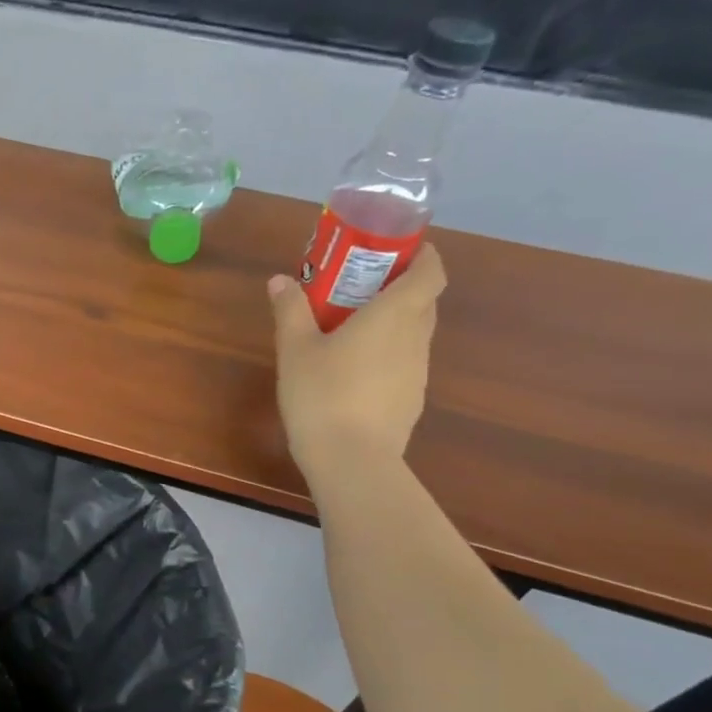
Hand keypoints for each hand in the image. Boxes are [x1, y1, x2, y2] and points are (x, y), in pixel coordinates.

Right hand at [269, 243, 445, 486]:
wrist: (351, 459)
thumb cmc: (323, 394)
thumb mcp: (295, 349)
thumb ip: (290, 311)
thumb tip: (280, 281)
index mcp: (395, 315)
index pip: (431, 272)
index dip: (423, 256)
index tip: (399, 251)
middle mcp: (416, 338)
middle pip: (424, 301)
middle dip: (400, 287)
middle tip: (361, 287)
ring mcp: (418, 372)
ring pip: (413, 334)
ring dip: (392, 324)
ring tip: (351, 330)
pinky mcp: (411, 400)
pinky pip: (403, 364)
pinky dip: (387, 355)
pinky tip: (353, 372)